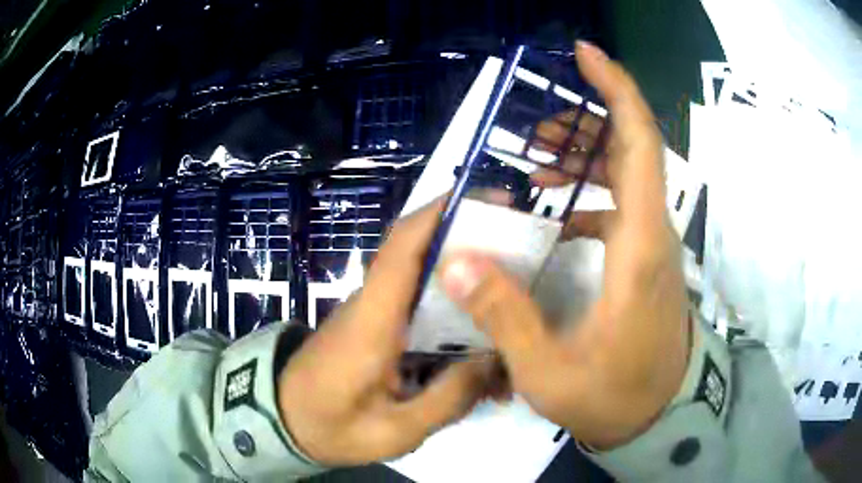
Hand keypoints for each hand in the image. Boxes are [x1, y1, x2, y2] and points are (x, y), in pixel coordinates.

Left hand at [276, 198, 494, 465]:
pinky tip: (480, 336)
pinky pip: (419, 306)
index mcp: (372, 321)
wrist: (282, 421)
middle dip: (467, 239)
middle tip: (521, 250)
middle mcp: (372, 304)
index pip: (402, 247)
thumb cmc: (329, 427)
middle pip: (419, 252)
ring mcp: (374, 313)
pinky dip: (452, 309)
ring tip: (511, 294)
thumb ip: (446, 400)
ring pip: (424, 280)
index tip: (485, 199)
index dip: (440, 213)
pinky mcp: (377, 327)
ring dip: (464, 277)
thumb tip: (495, 360)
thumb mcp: (392, 431)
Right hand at [439, 41, 689, 449]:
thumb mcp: (550, 372)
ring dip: (584, 159)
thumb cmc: (612, 397)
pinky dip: (588, 196)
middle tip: (536, 133)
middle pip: (632, 149)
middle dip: (585, 123)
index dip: (616, 90)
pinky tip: (555, 215)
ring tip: (536, 167)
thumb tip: (455, 263)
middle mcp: (652, 234)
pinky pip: (620, 207)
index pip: (640, 145)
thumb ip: (505, 318)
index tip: (585, 54)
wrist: (658, 416)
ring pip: (626, 176)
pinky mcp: (646, 260)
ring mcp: (652, 246)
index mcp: (639, 249)